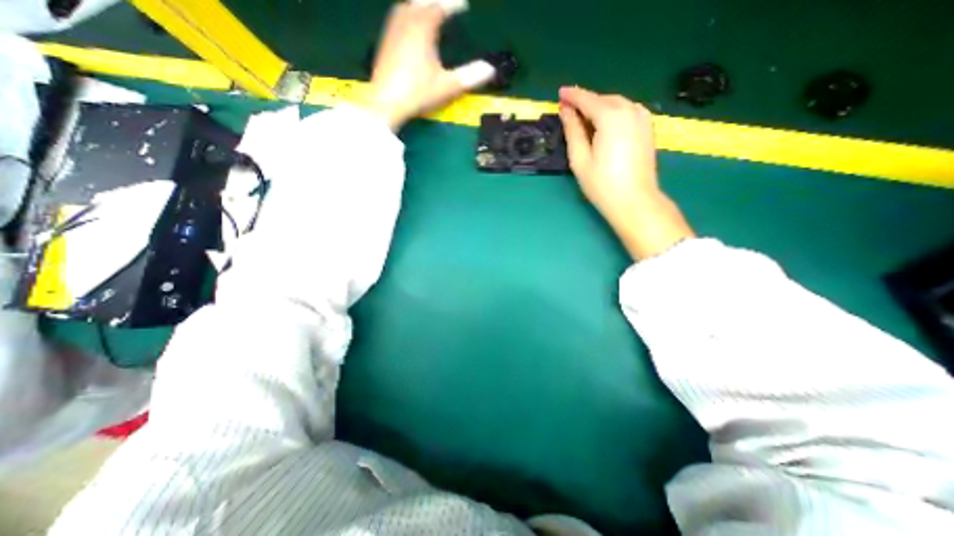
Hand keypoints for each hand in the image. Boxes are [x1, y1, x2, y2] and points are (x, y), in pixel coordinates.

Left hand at [366, 3, 467, 129]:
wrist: (387, 104)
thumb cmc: (418, 94)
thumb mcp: (447, 87)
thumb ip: (470, 77)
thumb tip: (491, 69)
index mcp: (423, 29)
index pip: (440, 6)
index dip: (453, 3)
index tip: (464, 5)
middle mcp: (406, 23)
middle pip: (421, 0)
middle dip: (436, 0)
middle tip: (448, 5)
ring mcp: (393, 32)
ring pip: (406, 6)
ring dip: (420, 4)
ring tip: (429, 8)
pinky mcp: (385, 43)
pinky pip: (397, 17)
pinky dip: (408, 13)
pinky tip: (410, 24)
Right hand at [561, 85, 694, 258]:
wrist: (635, 200)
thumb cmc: (602, 184)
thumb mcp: (580, 159)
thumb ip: (573, 131)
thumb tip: (565, 111)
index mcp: (610, 117)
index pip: (587, 99)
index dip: (572, 95)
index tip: (560, 93)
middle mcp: (629, 110)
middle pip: (603, 99)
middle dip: (586, 101)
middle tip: (569, 109)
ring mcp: (642, 117)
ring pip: (616, 103)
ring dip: (599, 107)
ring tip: (584, 118)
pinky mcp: (648, 127)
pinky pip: (627, 110)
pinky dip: (612, 112)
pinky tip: (604, 124)